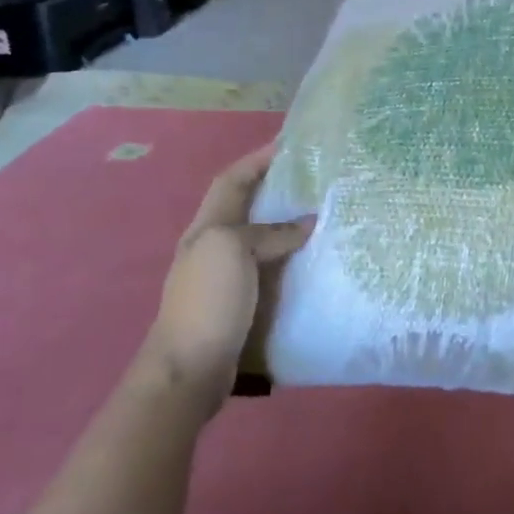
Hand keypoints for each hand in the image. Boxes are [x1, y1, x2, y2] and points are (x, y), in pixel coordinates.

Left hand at [143, 144, 312, 398]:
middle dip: (276, 188)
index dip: (257, 159)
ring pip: (261, 238)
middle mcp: (214, 246)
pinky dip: (291, 258)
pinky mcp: (241, 302)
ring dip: (287, 225)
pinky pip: (270, 268)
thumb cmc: (208, 300)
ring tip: (323, 216)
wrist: (190, 369)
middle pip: (247, 206)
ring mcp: (226, 276)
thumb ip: (269, 232)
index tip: (290, 145)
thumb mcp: (233, 251)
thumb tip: (306, 224)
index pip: (233, 180)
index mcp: (208, 227)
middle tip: (315, 180)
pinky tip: (314, 262)